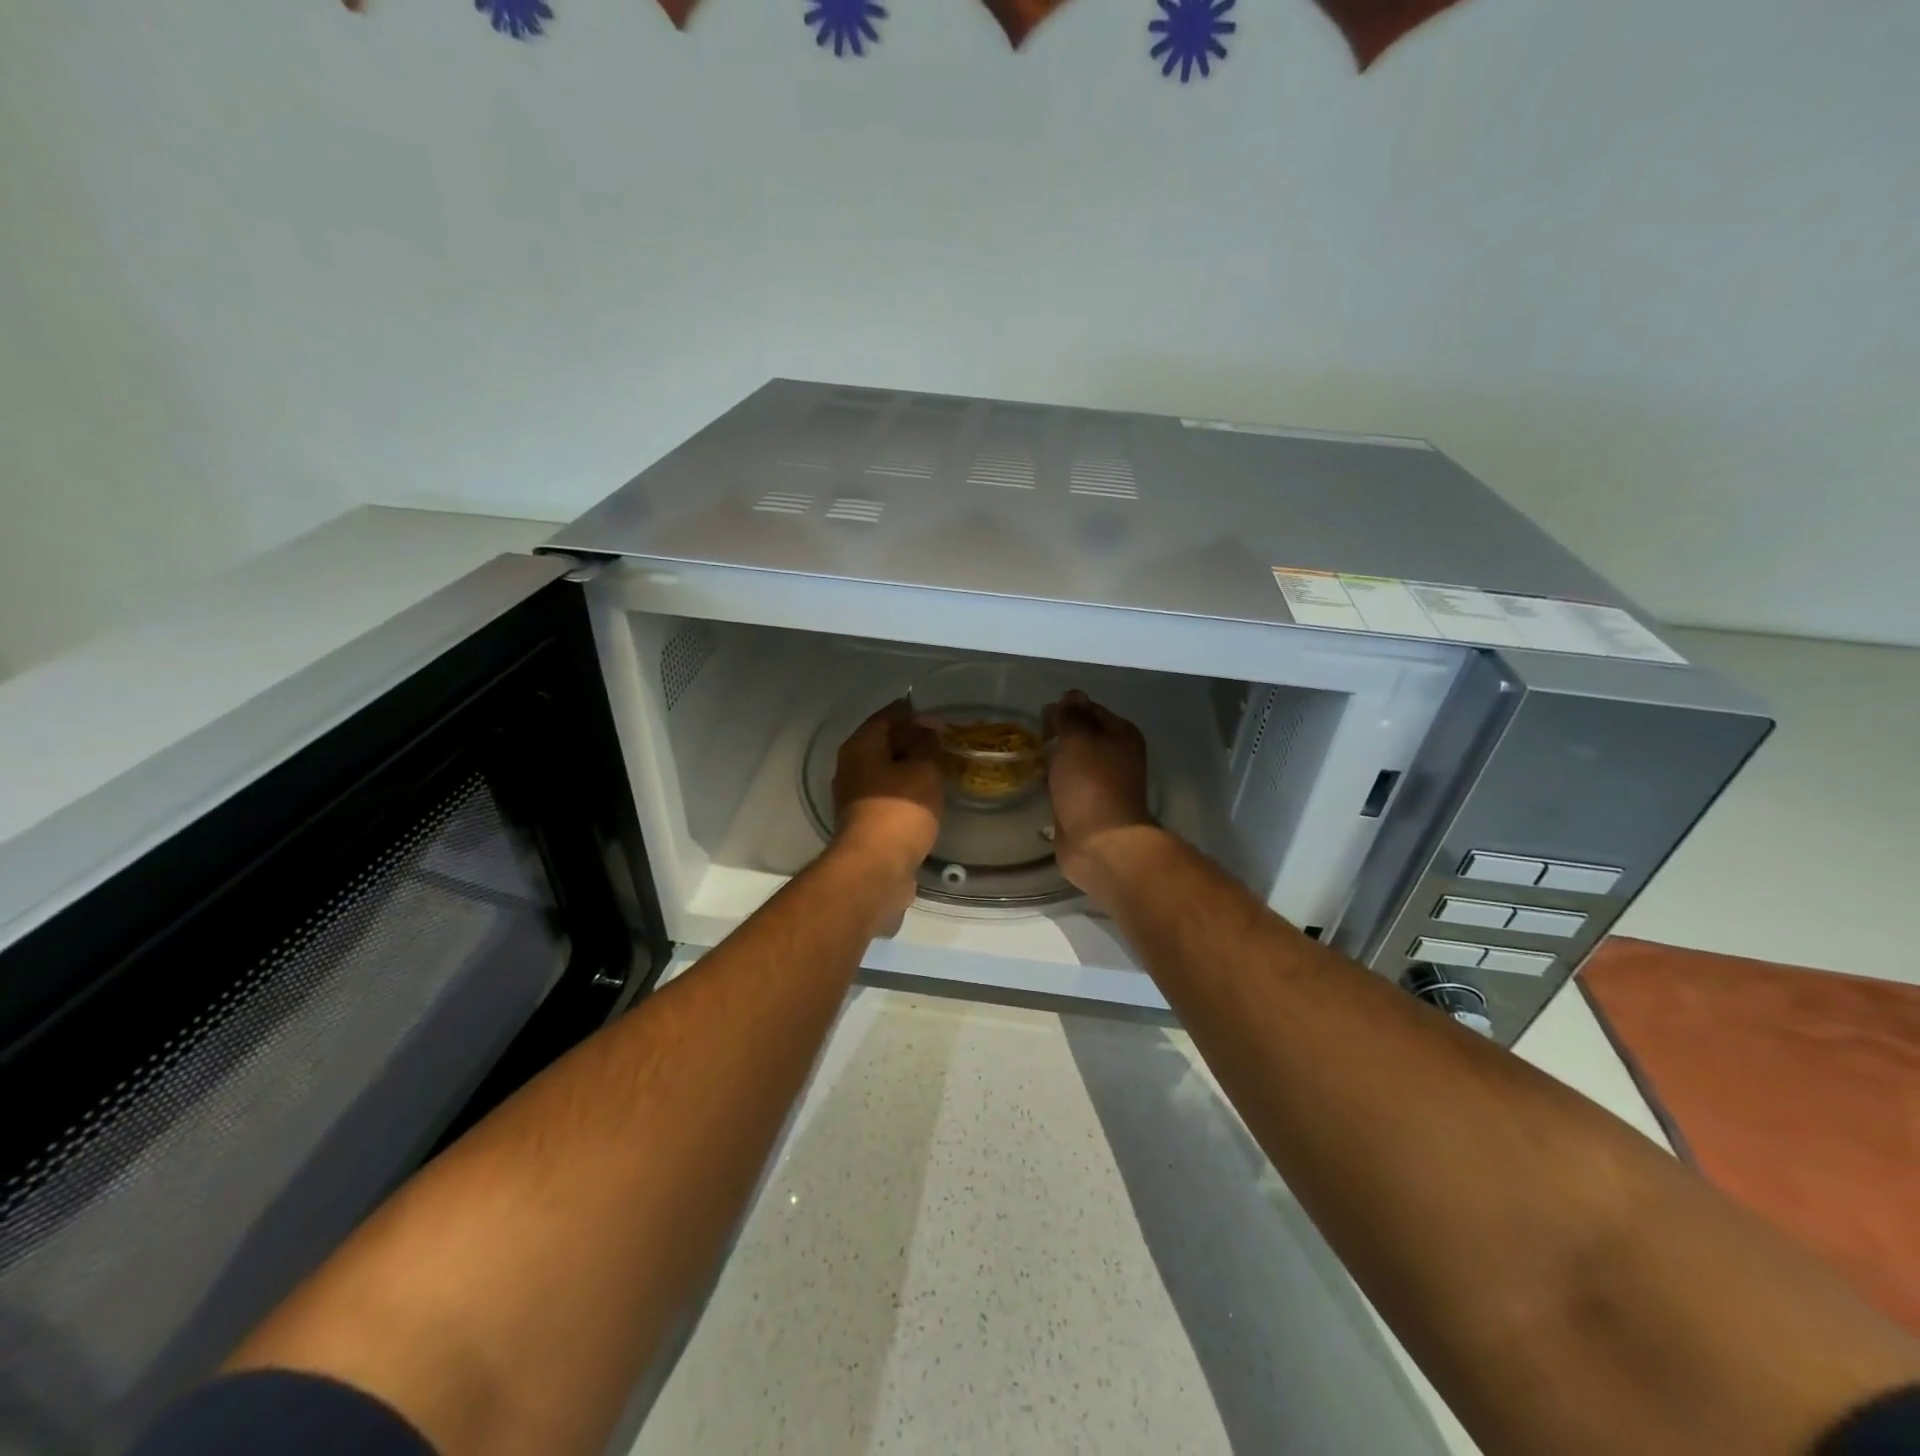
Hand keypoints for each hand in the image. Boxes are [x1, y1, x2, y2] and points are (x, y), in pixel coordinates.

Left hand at [831, 699, 943, 928]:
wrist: (875, 869)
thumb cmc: (900, 811)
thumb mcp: (923, 769)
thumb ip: (927, 743)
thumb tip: (926, 726)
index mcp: (860, 746)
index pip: (888, 715)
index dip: (915, 714)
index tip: (941, 722)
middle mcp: (851, 767)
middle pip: (884, 743)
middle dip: (913, 742)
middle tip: (945, 746)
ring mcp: (854, 797)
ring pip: (886, 772)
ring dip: (910, 770)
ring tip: (941, 772)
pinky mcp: (864, 823)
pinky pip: (888, 796)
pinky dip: (907, 793)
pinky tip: (928, 799)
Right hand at [1043, 690, 1155, 895]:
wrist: (1100, 843)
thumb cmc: (1090, 785)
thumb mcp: (1078, 740)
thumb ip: (1071, 716)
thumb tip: (1071, 695)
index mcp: (1122, 735)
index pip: (1090, 709)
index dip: (1065, 709)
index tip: (1040, 716)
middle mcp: (1117, 757)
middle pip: (1084, 736)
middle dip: (1059, 734)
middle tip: (1032, 737)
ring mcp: (1103, 784)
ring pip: (1075, 762)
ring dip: (1056, 760)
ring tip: (1031, 758)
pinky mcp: (1087, 807)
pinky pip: (1068, 786)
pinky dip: (1055, 783)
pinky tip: (1038, 784)